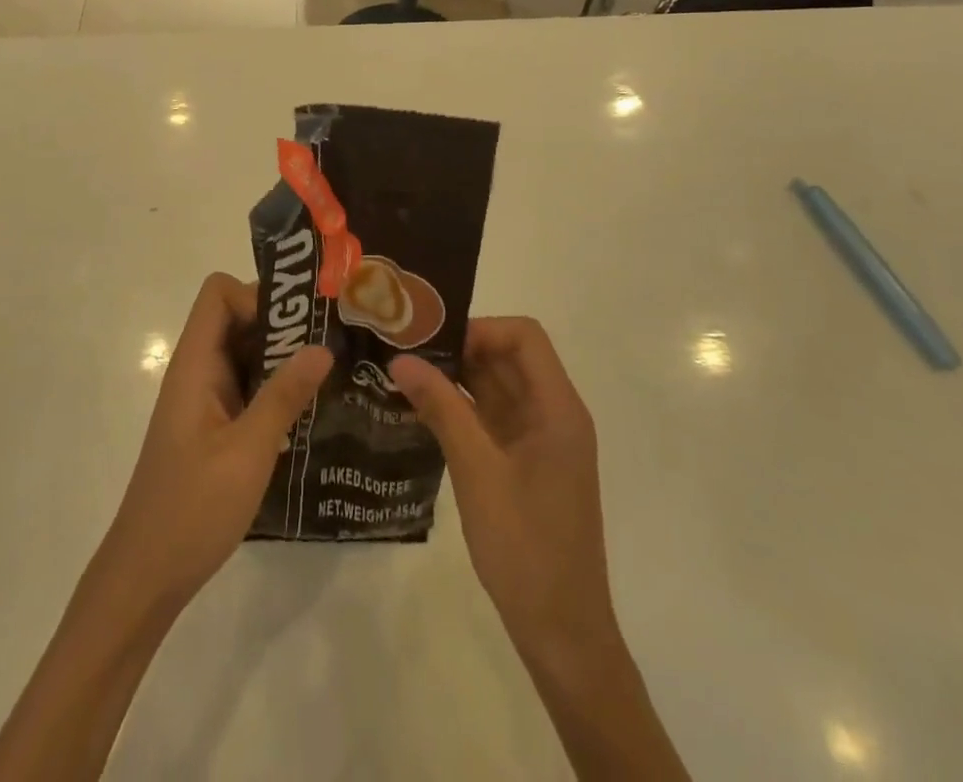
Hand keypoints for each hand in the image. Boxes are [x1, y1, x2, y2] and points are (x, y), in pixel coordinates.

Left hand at [98, 272, 332, 615]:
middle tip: (330, 344)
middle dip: (281, 325)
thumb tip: (322, 346)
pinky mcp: (213, 428)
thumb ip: (284, 396)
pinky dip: (274, 390)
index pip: (218, 295)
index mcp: (195, 366)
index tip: (297, 327)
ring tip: (330, 375)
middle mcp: (197, 373)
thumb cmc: (192, 510)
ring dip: (282, 359)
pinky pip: (246, 388)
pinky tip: (309, 414)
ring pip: (244, 355)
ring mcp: (204, 401)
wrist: (145, 577)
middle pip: (235, 319)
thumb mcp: (248, 451)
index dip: (256, 297)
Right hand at [389, 318, 615, 662]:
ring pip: (496, 386)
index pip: (524, 337)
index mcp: (558, 408)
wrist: (562, 633)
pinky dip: (460, 408)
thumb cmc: (527, 547)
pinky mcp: (524, 463)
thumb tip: (400, 359)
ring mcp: (539, 440)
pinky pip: (491, 417)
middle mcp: (553, 414)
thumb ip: (442, 408)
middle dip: (459, 349)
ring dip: (456, 379)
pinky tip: (421, 410)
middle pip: (508, 358)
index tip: (435, 344)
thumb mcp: (478, 471)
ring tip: (404, 375)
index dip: (481, 329)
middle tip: (405, 351)